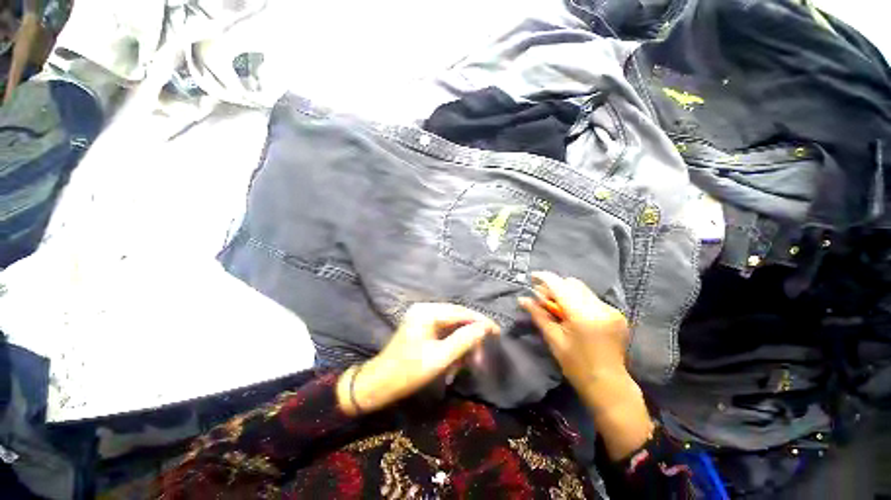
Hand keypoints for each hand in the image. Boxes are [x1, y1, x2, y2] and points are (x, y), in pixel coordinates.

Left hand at [337, 303, 499, 415]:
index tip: (497, 332)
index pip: (461, 312)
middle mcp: (425, 309)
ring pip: (452, 329)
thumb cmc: (407, 372)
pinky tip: (452, 367)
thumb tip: (484, 328)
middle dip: (470, 340)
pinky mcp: (422, 327)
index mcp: (427, 312)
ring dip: (460, 348)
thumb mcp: (439, 358)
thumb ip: (463, 341)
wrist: (378, 384)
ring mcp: (423, 318)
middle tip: (480, 360)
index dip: (480, 321)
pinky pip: (444, 335)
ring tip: (462, 369)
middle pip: (457, 319)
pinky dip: (451, 350)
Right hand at [520, 272, 653, 459]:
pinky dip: (578, 299)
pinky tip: (572, 313)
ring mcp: (611, 310)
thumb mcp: (554, 339)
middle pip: (572, 283)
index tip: (532, 277)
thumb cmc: (576, 366)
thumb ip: (539, 315)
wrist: (609, 385)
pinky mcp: (616, 314)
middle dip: (554, 286)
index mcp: (583, 315)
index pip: (560, 286)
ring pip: (582, 289)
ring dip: (566, 292)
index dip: (544, 278)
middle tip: (542, 297)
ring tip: (556, 305)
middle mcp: (600, 307)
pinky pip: (591, 298)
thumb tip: (522, 299)